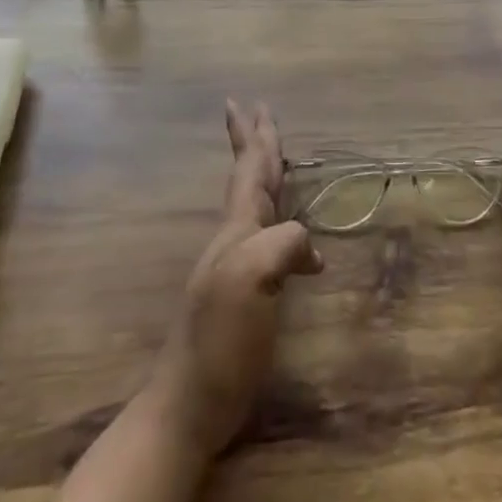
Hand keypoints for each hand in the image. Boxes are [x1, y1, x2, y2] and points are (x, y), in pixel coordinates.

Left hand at [147, 101, 322, 456]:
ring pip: (257, 204)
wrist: (190, 401)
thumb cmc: (220, 337)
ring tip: (275, 158)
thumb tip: (312, 250)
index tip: (243, 100)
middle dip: (255, 143)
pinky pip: (270, 238)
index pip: (250, 169)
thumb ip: (283, 244)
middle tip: (256, 110)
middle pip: (249, 177)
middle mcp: (236, 237)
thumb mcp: (252, 278)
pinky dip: (284, 224)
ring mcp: (239, 266)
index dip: (251, 136)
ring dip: (265, 175)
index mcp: (238, 227)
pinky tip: (303, 246)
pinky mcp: (248, 294)